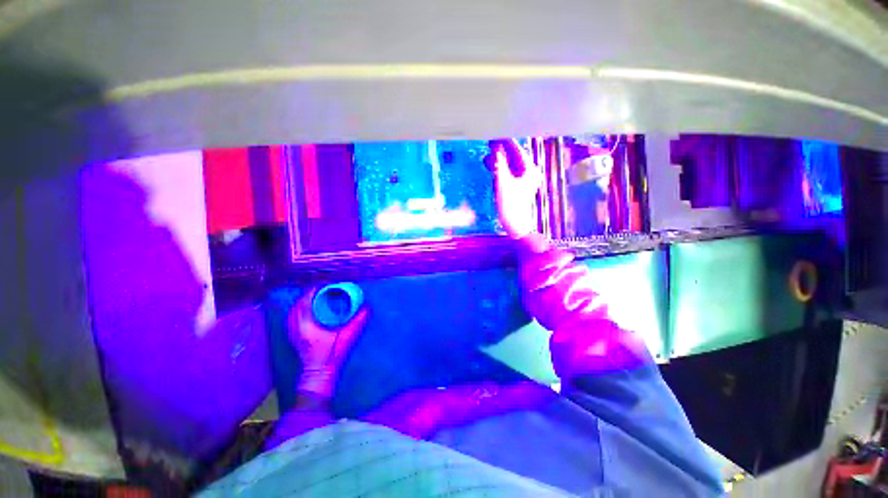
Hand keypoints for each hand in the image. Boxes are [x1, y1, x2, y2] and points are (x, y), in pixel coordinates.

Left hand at [288, 288, 368, 398]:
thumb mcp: (347, 337)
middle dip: (309, 294)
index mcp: (306, 325)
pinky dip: (300, 309)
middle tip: (322, 288)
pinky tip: (310, 309)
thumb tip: (368, 307)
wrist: (318, 376)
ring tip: (316, 296)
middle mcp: (295, 327)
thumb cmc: (331, 356)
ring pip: (293, 310)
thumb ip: (358, 321)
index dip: (313, 290)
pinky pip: (293, 317)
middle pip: (297, 304)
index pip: (305, 301)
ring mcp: (292, 332)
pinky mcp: (293, 336)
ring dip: (303, 301)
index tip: (324, 284)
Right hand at [490, 139, 543, 238]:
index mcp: (530, 169)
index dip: (504, 142)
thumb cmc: (511, 205)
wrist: (516, 224)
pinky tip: (491, 165)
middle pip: (514, 155)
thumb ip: (499, 164)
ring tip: (487, 154)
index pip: (516, 149)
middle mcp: (529, 171)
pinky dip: (500, 168)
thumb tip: (495, 148)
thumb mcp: (503, 183)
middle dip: (501, 150)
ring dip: (499, 159)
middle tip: (488, 143)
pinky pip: (509, 171)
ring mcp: (524, 178)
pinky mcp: (518, 185)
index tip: (494, 134)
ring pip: (510, 163)